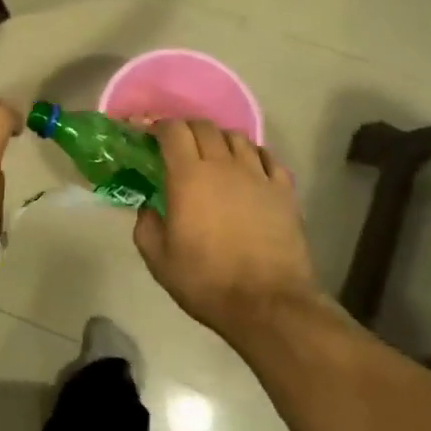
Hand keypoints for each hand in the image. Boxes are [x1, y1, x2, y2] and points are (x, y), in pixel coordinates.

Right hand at [133, 120, 319, 334]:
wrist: (268, 304)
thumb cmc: (207, 281)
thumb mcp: (159, 260)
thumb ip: (146, 226)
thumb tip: (147, 208)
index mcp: (188, 177)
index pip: (173, 130)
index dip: (159, 127)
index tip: (150, 136)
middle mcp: (223, 165)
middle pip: (204, 126)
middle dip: (187, 129)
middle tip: (178, 146)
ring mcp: (258, 175)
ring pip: (237, 137)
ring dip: (219, 139)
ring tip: (214, 155)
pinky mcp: (284, 190)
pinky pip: (267, 157)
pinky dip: (253, 155)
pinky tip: (248, 168)